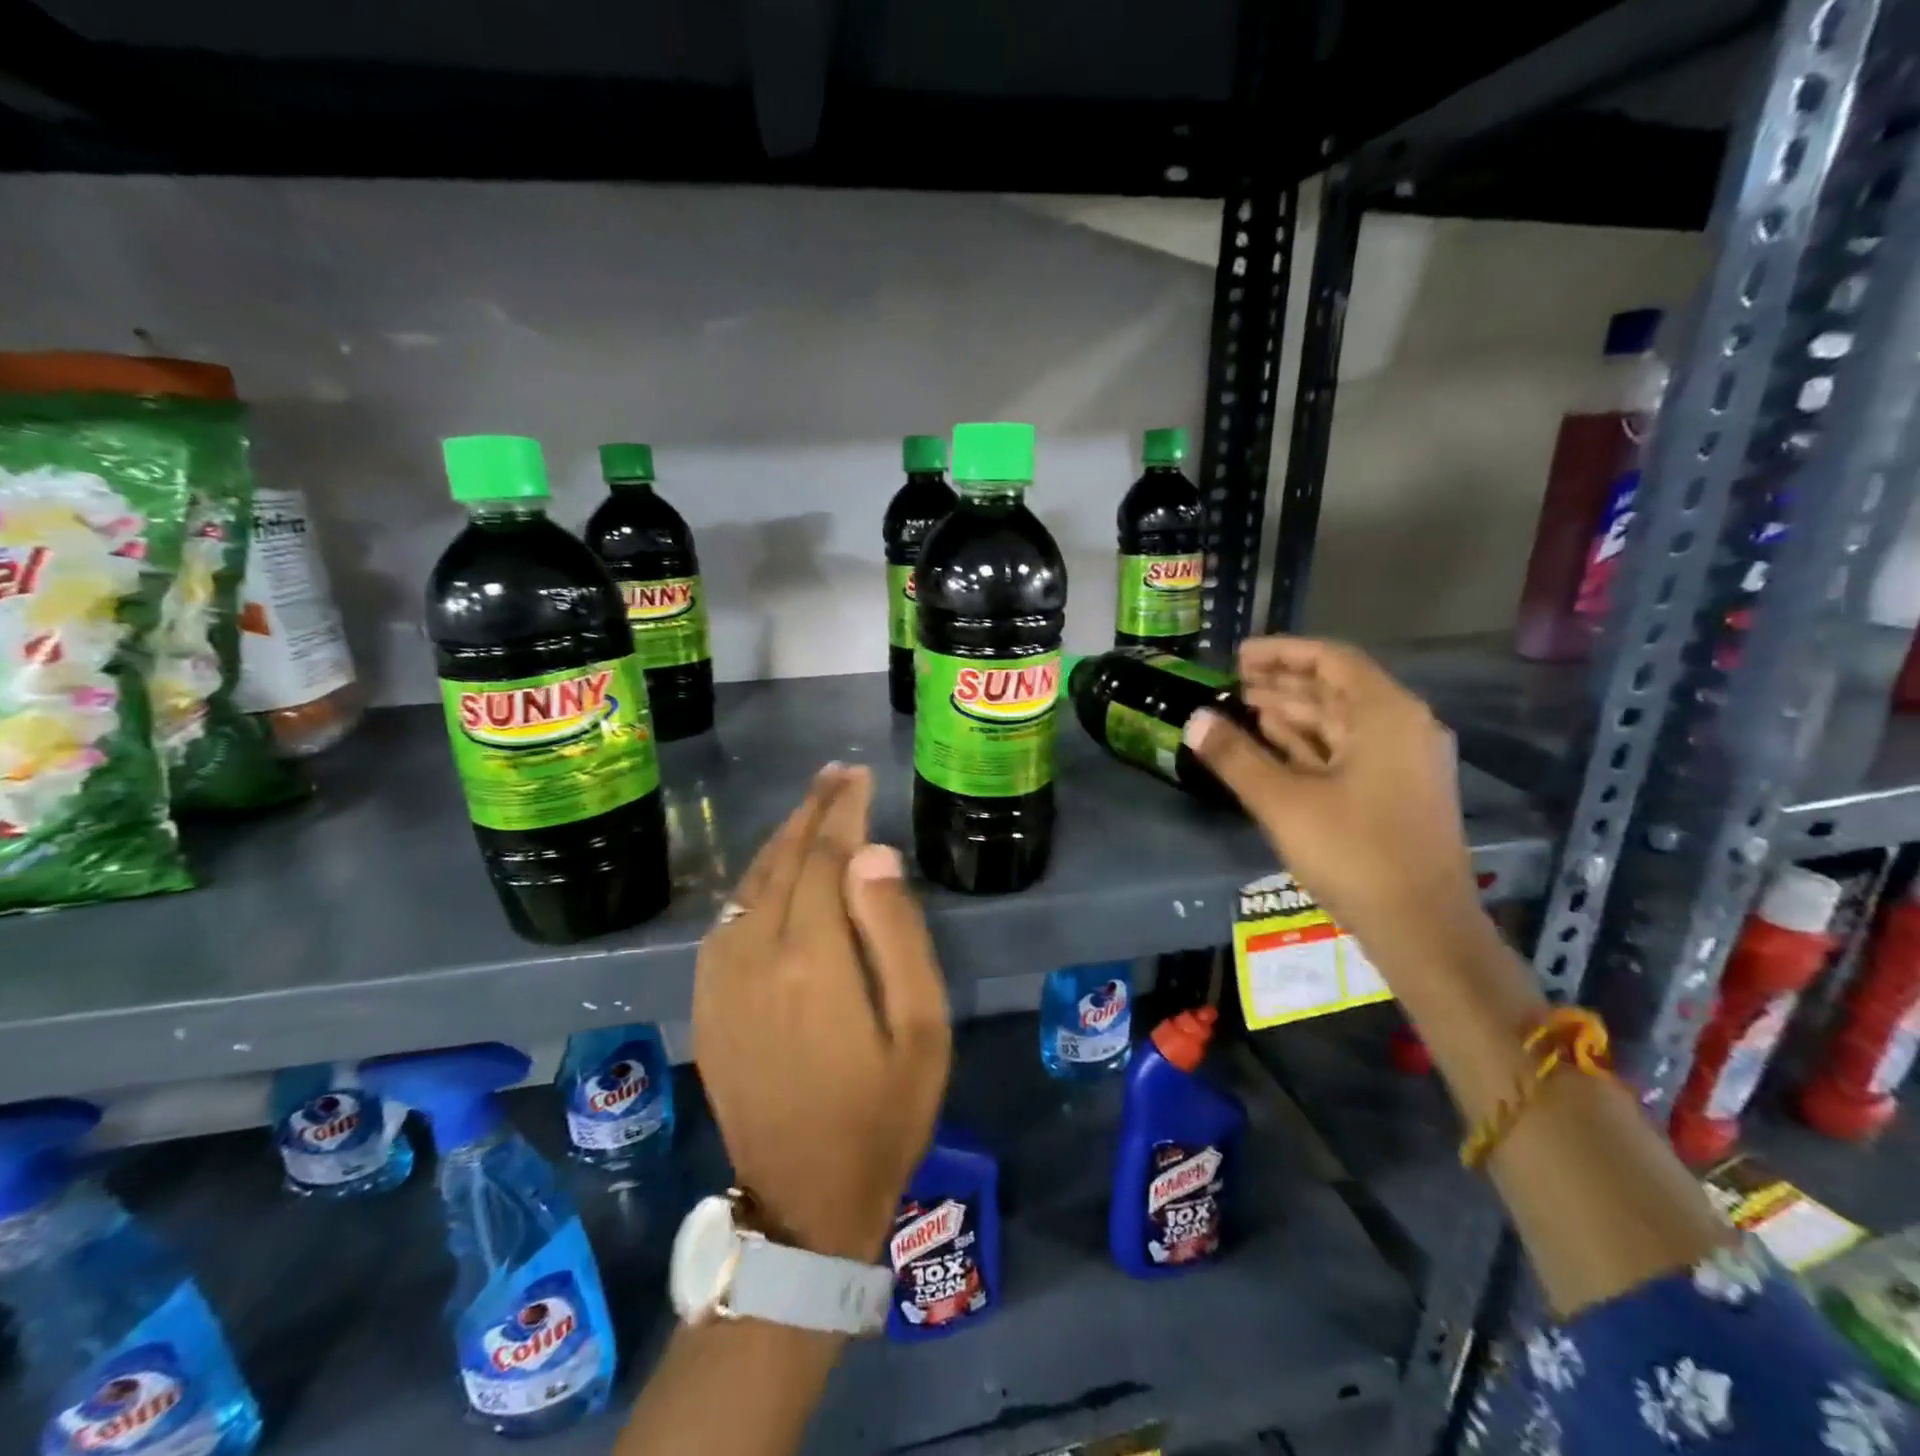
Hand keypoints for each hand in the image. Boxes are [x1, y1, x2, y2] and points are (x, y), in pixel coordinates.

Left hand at [693, 764, 950, 1263]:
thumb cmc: (883, 1114)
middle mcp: (755, 955)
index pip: (825, 858)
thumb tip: (873, 854)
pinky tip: (771, 873)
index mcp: (812, 959)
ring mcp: (721, 980)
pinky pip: (726, 920)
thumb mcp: (919, 1028)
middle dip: (811, 811)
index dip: (843, 811)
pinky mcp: (707, 1003)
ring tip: (810, 809)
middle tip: (836, 774)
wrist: (804, 1199)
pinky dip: (752, 881)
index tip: (858, 775)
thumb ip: (897, 934)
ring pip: (748, 885)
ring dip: (780, 839)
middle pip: (782, 860)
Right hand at [1185, 636, 1485, 960]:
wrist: (1422, 928)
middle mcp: (1401, 728)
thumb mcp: (1282, 802)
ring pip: (1340, 723)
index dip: (1282, 652)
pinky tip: (1273, 744)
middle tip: (1232, 683)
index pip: (1331, 660)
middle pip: (1336, 689)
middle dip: (1283, 683)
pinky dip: (1309, 744)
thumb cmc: (1354, 853)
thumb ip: (1235, 756)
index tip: (1238, 656)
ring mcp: (1402, 763)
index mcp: (1385, 715)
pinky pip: (1347, 751)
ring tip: (1243, 708)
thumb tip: (1194, 720)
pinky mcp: (1396, 793)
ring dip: (1292, 714)